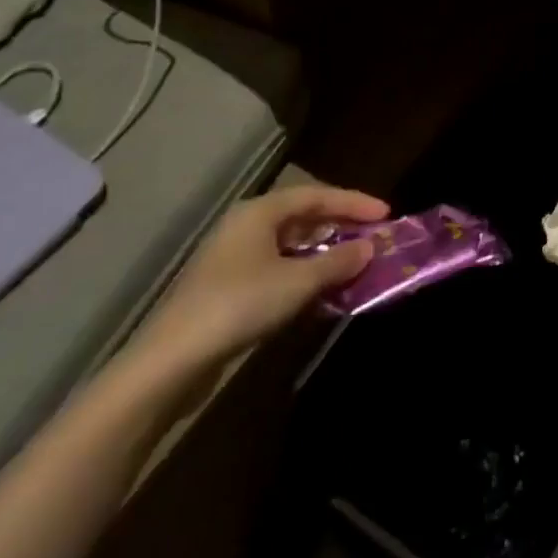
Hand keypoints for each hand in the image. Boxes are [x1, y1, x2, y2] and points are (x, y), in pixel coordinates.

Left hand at [130, 184, 385, 376]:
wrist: (170, 363)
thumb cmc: (238, 306)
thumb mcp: (297, 282)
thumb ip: (338, 262)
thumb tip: (370, 247)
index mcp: (259, 212)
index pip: (316, 195)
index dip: (354, 202)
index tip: (386, 214)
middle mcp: (246, 227)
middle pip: (303, 217)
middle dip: (341, 226)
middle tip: (374, 236)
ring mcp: (234, 259)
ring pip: (291, 245)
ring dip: (325, 254)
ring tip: (356, 263)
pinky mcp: (229, 289)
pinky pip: (279, 269)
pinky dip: (305, 274)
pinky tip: (323, 291)